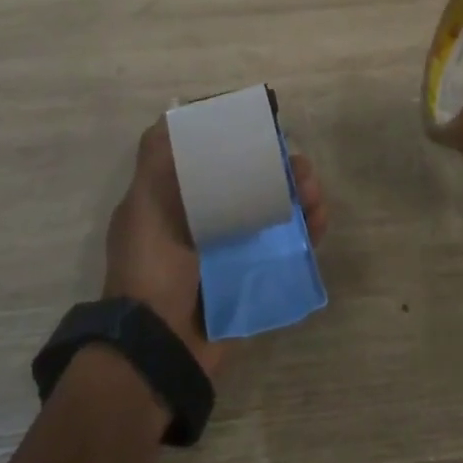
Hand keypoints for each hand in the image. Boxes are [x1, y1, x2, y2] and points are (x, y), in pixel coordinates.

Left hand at [103, 118, 326, 377]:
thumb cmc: (150, 267)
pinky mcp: (257, 276)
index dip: (242, 141)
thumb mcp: (143, 206)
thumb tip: (173, 113)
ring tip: (314, 194)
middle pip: (254, 180)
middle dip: (281, 167)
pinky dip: (309, 229)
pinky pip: (290, 245)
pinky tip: (319, 221)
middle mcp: (209, 219)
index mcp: (181, 200)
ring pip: (278, 208)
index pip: (217, 159)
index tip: (263, 128)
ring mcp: (235, 249)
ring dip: (301, 194)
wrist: (160, 349)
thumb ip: (156, 160)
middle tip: (299, 168)